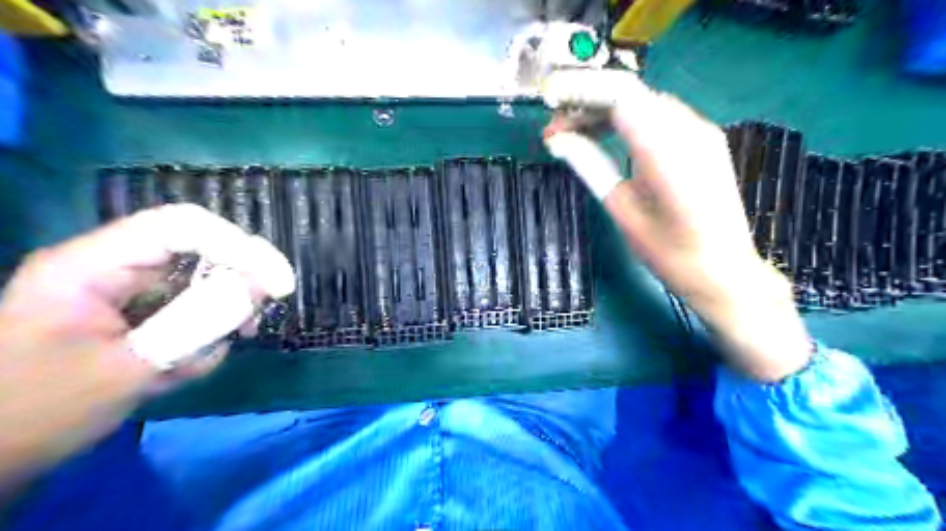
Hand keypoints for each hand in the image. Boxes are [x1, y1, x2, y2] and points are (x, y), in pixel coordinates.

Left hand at [0, 201, 291, 497]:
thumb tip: (260, 286)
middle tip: (255, 319)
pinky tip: (186, 366)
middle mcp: (112, 267)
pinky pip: (189, 310)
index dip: (237, 246)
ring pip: (198, 283)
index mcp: (91, 265)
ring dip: (217, 317)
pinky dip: (202, 336)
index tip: (278, 283)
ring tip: (205, 356)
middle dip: (234, 283)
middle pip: (197, 250)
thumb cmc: (39, 413)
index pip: (181, 227)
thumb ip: (197, 323)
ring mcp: (125, 292)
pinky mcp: (136, 315)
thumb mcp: (126, 369)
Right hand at [543, 71, 809, 382]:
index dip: (581, 92)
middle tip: (558, 131)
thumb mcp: (622, 210)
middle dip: (589, 104)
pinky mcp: (705, 140)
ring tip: (577, 135)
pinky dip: (629, 120)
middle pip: (631, 94)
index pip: (618, 94)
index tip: (550, 107)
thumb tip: (559, 140)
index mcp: (665, 149)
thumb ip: (591, 165)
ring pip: (644, 102)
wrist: (724, 272)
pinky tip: (611, 138)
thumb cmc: (669, 252)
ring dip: (607, 111)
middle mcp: (689, 128)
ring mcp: (701, 132)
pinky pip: (660, 116)